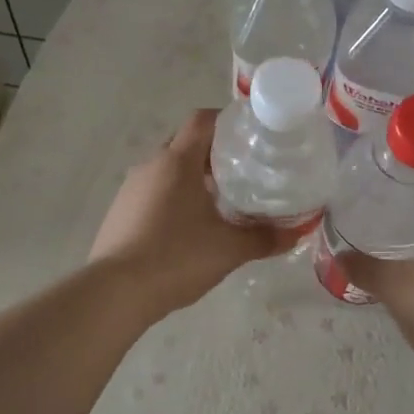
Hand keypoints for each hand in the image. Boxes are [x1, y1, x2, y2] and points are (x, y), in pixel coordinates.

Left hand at [88, 109, 296, 318]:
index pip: (202, 121)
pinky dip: (173, 197)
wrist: (116, 293)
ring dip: (192, 177)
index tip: (250, 135)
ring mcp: (130, 189)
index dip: (227, 120)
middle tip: (243, 170)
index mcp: (177, 162)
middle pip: (185, 143)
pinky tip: (188, 227)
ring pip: (167, 169)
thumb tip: (297, 232)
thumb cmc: (176, 258)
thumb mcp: (229, 249)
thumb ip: (265, 238)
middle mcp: (150, 166)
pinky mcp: (120, 212)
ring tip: (220, 200)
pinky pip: (152, 192)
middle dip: (213, 152)